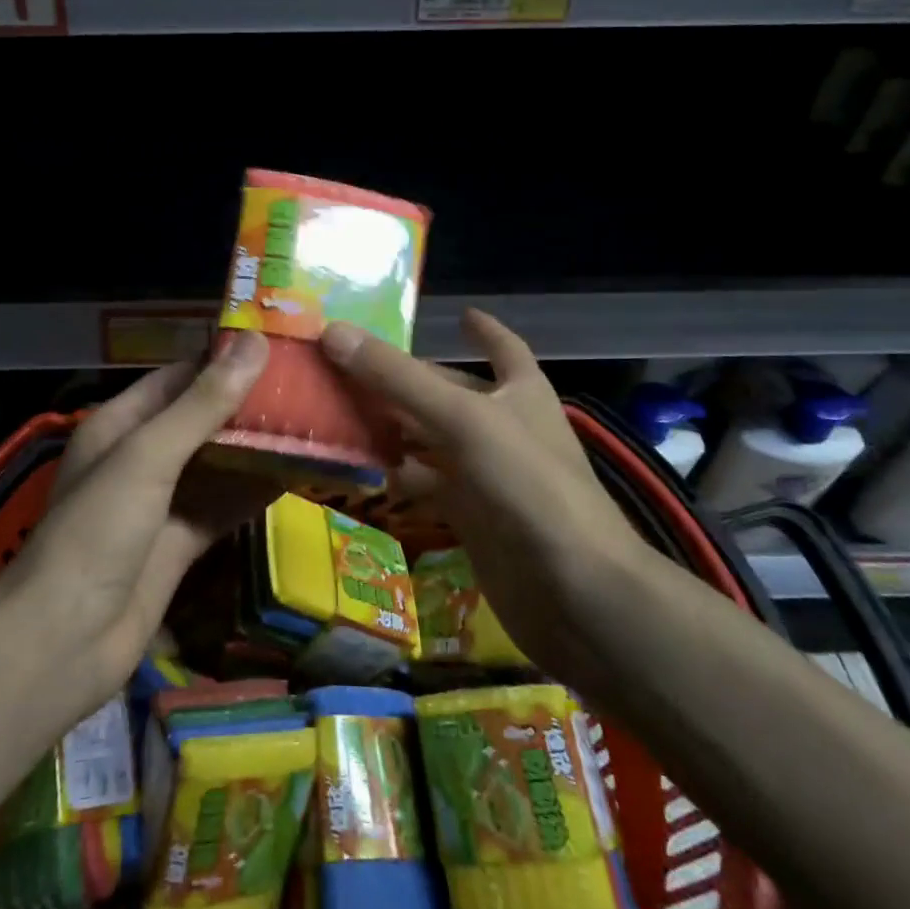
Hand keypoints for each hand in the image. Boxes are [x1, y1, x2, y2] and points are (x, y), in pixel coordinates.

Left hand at [9, 331, 277, 695]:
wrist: (64, 643)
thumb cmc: (98, 531)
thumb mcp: (149, 456)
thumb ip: (203, 403)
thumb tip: (255, 343)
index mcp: (121, 423)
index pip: (181, 376)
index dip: (226, 359)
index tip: (280, 345)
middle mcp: (141, 456)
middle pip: (203, 418)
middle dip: (249, 403)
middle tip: (310, 385)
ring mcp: (161, 502)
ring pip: (217, 462)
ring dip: (257, 447)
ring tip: (313, 422)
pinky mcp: (179, 543)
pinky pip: (223, 505)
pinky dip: (254, 491)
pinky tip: (296, 475)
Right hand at [319, 309, 646, 673]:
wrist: (576, 594)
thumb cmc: (528, 485)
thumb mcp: (463, 419)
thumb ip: (397, 378)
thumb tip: (333, 332)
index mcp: (519, 392)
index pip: (504, 348)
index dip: (485, 330)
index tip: (461, 314)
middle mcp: (504, 427)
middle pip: (448, 393)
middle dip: (404, 380)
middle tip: (346, 364)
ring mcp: (488, 475)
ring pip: (431, 439)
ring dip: (392, 426)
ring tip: (338, 409)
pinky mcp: (472, 518)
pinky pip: (426, 484)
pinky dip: (396, 474)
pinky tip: (360, 468)